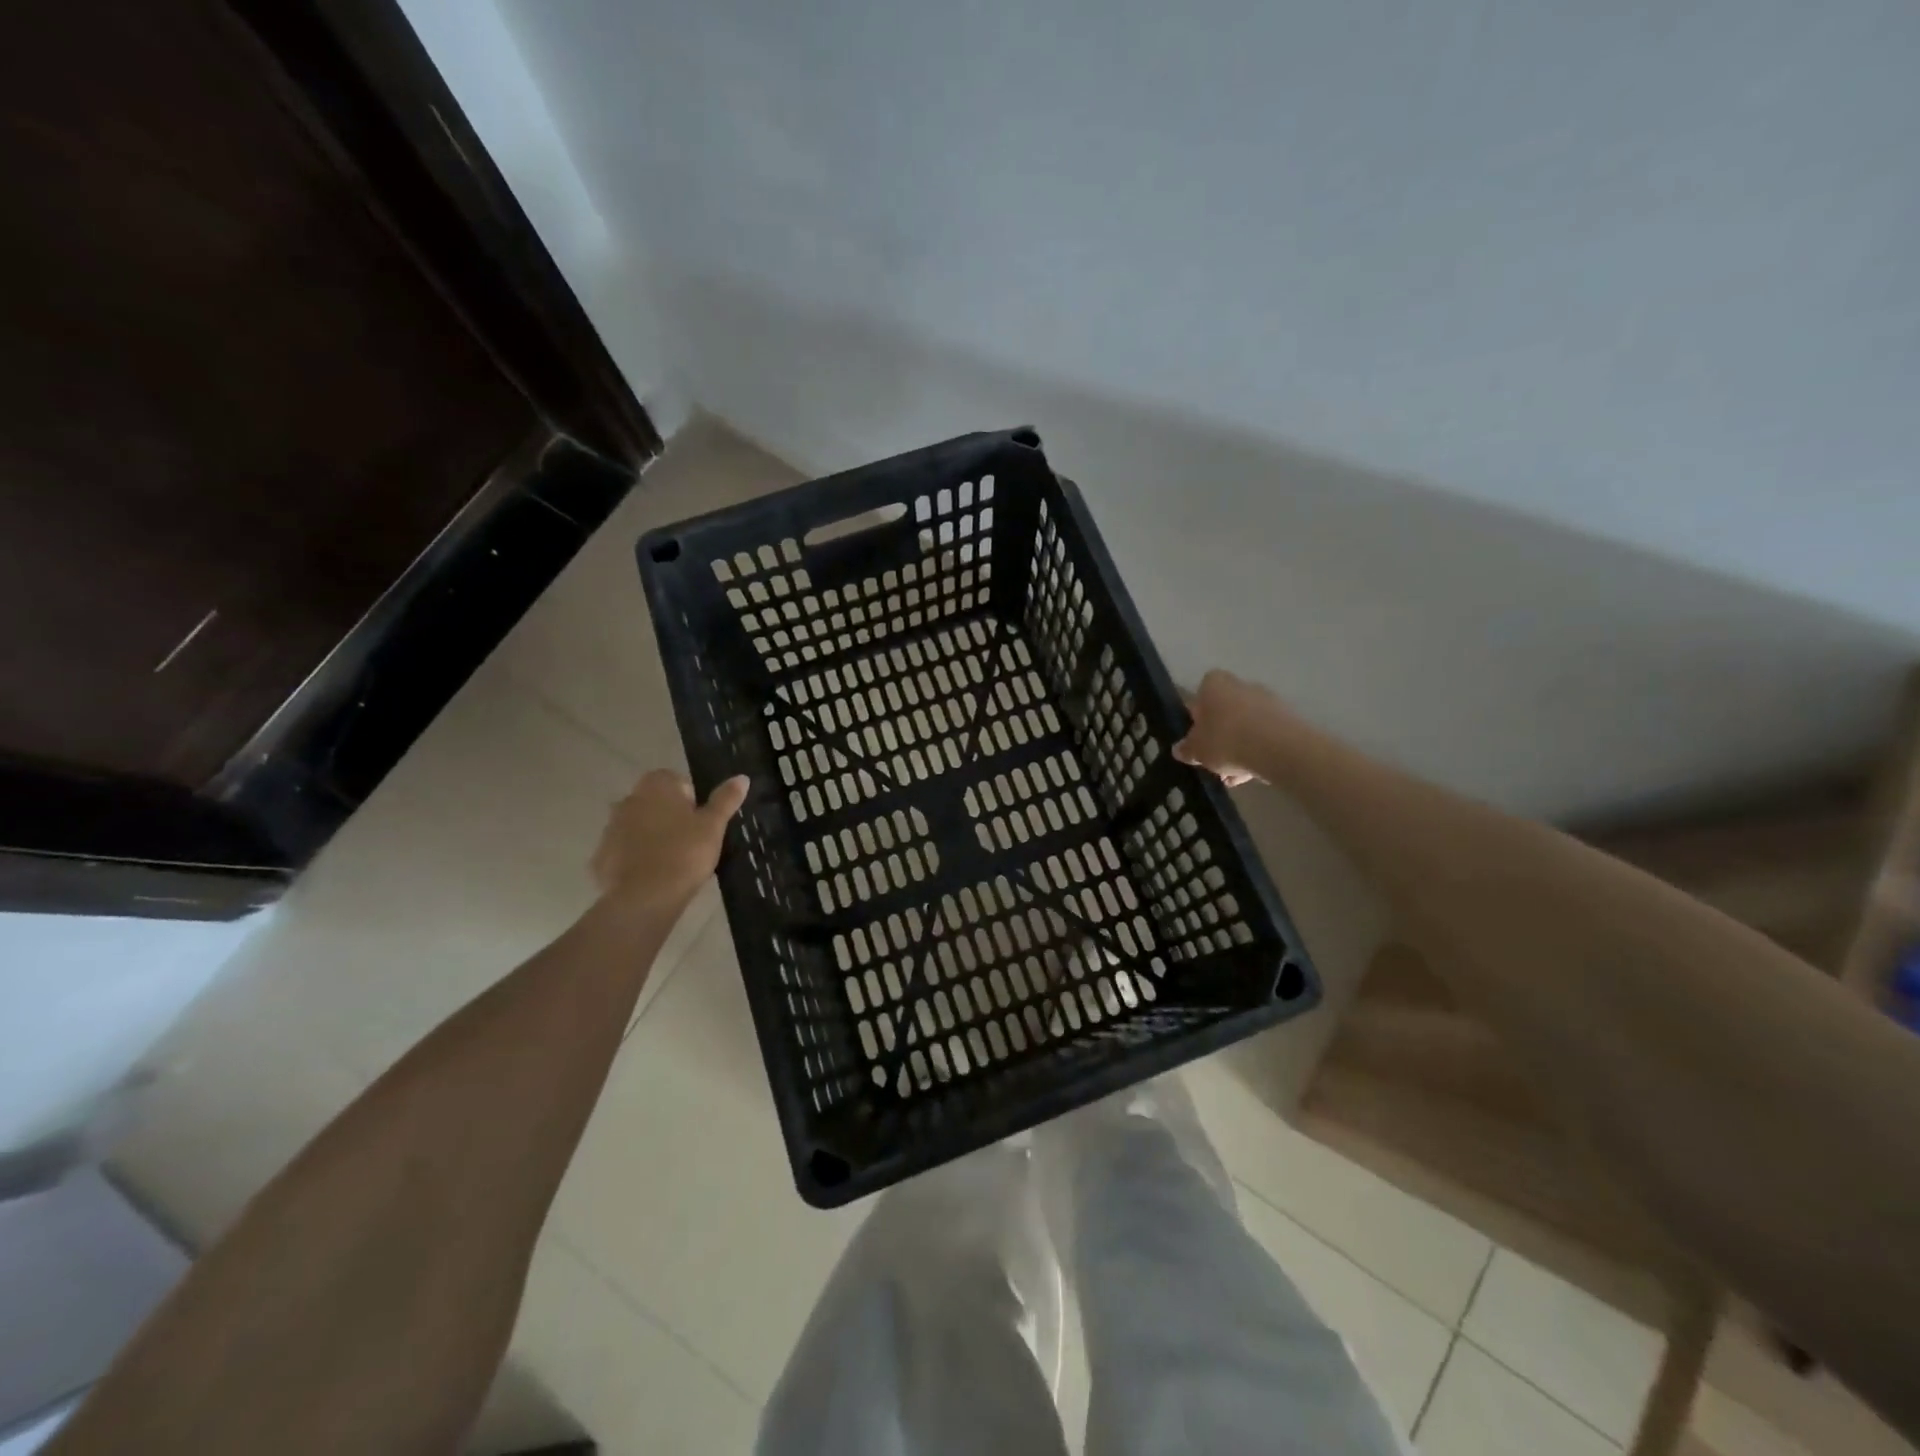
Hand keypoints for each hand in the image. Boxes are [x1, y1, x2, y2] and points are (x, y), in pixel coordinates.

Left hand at [591, 770, 748, 907]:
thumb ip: (725, 800)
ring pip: (637, 826)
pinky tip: (652, 876)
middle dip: (669, 816)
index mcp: (656, 787)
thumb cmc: (685, 853)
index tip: (700, 822)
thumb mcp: (713, 826)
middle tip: (690, 841)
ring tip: (672, 862)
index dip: (690, 799)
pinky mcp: (601, 856)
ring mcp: (611, 828)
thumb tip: (742, 777)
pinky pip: (624, 851)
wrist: (644, 898)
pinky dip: (636, 859)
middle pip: (654, 802)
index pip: (675, 780)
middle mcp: (628, 800)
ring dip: (651, 837)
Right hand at [1174, 670, 1280, 786]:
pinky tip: (1252, 774)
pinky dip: (1258, 751)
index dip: (1198, 716)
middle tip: (1214, 758)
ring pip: (1246, 725)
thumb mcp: (1197, 750)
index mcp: (1214, 684)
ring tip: (1233, 776)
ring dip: (1239, 746)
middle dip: (1220, 734)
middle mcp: (1241, 685)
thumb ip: (1186, 749)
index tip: (1197, 736)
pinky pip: (1265, 735)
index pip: (1201, 694)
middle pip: (1225, 710)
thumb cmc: (1226, 740)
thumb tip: (1179, 749)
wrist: (1279, 748)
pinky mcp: (1287, 719)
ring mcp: (1267, 700)